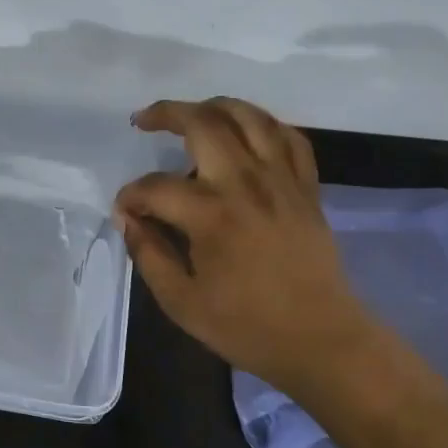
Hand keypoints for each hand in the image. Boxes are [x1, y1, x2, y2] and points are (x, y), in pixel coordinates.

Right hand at [114, 97, 375, 390]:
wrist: (322, 341)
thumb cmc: (248, 327)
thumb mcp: (181, 302)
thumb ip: (149, 254)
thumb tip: (128, 218)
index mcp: (211, 215)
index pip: (156, 187)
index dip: (131, 195)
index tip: (125, 210)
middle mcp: (246, 184)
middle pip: (203, 123)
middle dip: (165, 113)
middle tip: (144, 121)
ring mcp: (281, 180)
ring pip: (249, 117)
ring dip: (214, 105)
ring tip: (193, 113)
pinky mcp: (306, 187)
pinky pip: (289, 137)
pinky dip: (265, 125)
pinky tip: (247, 132)